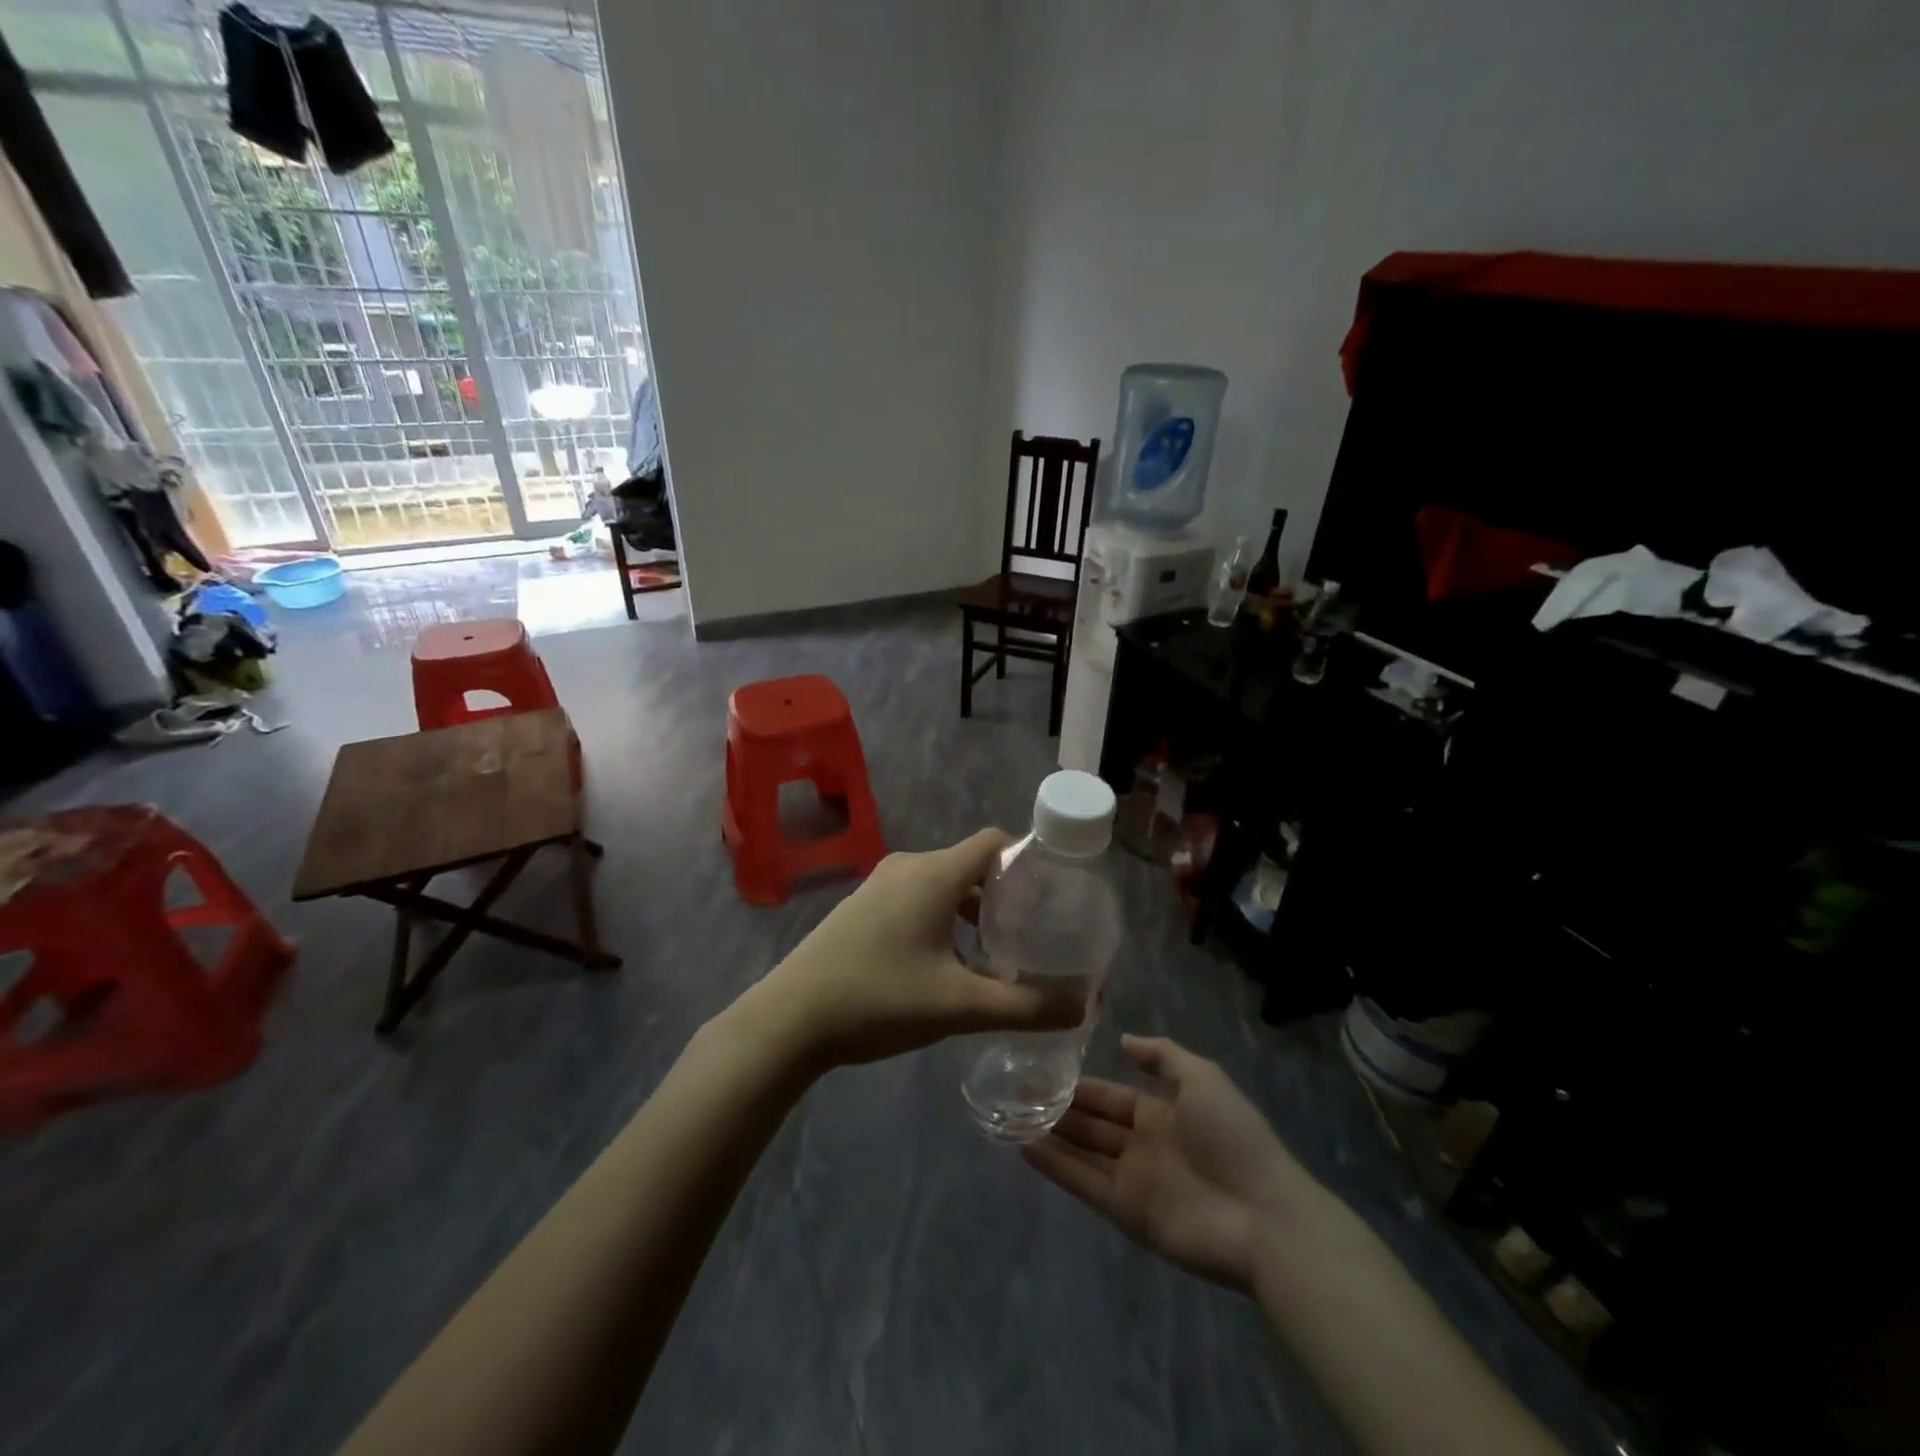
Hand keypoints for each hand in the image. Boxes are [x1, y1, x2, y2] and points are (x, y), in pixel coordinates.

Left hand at [749, 830, 1083, 1070]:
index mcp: (934, 873)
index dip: (1029, 861)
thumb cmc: (879, 999)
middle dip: (1005, 895)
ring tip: (997, 955)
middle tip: (1034, 934)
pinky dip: (943, 920)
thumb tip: (1087, 1005)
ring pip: (943, 885)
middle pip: (971, 864)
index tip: (1054, 897)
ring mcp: (879, 886)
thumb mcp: (960, 1006)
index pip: (996, 841)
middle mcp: (908, 867)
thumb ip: (1028, 1006)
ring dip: (973, 912)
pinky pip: (917, 899)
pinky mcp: (862, 908)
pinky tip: (948, 966)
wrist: (789, 1020)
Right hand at [1021, 1034, 1315, 1290]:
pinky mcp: (1126, 1212)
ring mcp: (1133, 1179)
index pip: (1111, 1096)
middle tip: (1014, 1092)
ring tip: (1008, 1116)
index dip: (1081, 1086)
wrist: (1263, 1215)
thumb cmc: (1233, 1137)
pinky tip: (1023, 1147)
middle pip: (1092, 1124)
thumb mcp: (1203, 1078)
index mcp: (1162, 1112)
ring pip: (1082, 1151)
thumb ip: (1162, 1056)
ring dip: (1050, 1135)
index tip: (1044, 1071)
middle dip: (1058, 1109)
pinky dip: (1055, 1167)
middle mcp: (1143, 1144)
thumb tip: (1123, 1041)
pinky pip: (1083, 1183)